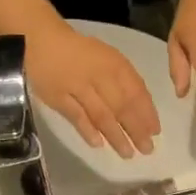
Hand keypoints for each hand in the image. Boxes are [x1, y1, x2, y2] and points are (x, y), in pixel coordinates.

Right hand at [27, 24, 160, 158]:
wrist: (40, 41)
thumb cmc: (81, 53)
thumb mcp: (109, 58)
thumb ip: (126, 82)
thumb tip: (143, 112)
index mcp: (114, 64)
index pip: (136, 92)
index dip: (147, 113)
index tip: (155, 132)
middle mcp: (98, 75)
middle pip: (122, 107)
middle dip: (136, 130)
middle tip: (146, 149)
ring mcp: (77, 87)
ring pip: (101, 115)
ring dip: (116, 136)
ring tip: (128, 153)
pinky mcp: (57, 97)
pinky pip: (76, 117)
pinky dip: (88, 131)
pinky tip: (99, 144)